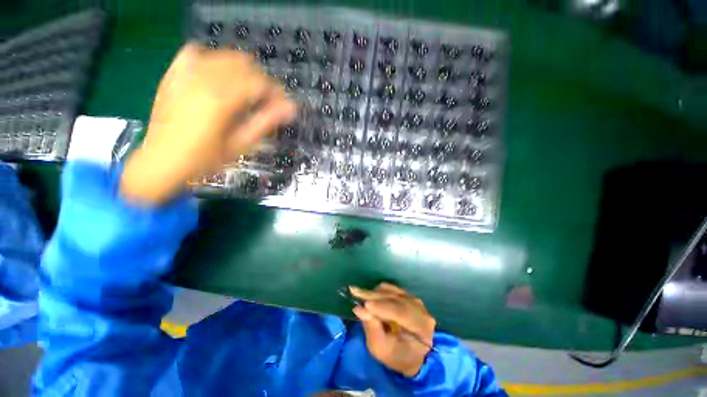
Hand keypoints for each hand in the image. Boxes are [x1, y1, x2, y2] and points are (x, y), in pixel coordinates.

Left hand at [120, 43, 296, 204]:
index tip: (283, 106)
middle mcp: (204, 77)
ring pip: (225, 56)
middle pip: (246, 65)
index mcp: (221, 98)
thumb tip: (290, 108)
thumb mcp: (240, 144)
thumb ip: (265, 122)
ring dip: (243, 72)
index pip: (260, 82)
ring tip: (246, 93)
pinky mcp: (174, 73)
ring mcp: (186, 72)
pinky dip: (214, 61)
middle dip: (262, 82)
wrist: (162, 160)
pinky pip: (198, 52)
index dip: (277, 93)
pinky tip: (218, 78)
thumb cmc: (205, 159)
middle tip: (266, 103)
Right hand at [350, 283, 435, 377]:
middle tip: (354, 292)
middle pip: (395, 298)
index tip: (364, 305)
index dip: (382, 307)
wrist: (414, 354)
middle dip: (373, 296)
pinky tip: (370, 297)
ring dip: (375, 293)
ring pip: (392, 291)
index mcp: (421, 326)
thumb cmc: (398, 356)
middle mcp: (420, 309)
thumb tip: (359, 309)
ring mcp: (415, 300)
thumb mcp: (382, 350)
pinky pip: (392, 289)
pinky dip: (379, 292)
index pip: (401, 312)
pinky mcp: (408, 295)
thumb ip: (372, 329)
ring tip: (360, 296)